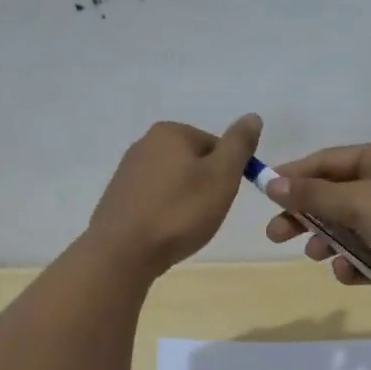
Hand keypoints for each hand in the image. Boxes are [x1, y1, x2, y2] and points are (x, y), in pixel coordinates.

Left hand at [87, 115, 261, 277]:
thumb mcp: (221, 176)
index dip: (227, 173)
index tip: (222, 198)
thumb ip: (238, 144)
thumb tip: (252, 117)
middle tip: (206, 214)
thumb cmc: (180, 212)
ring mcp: (127, 171)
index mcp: (170, 132)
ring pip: (174, 182)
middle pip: (193, 162)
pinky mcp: (118, 197)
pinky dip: (165, 212)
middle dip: (205, 187)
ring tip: (185, 227)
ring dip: (185, 201)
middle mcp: (145, 143)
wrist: (123, 253)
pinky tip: (165, 231)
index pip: (216, 146)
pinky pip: (154, 199)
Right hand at [261, 139, 370, 301]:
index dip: (295, 176)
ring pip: (351, 227)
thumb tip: (272, 183)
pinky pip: (370, 251)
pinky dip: (357, 262)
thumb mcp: (359, 203)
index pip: (328, 161)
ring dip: (331, 242)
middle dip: (307, 216)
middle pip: (335, 196)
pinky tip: (349, 273)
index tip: (264, 193)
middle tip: (276, 235)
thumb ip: (314, 195)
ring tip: (316, 256)